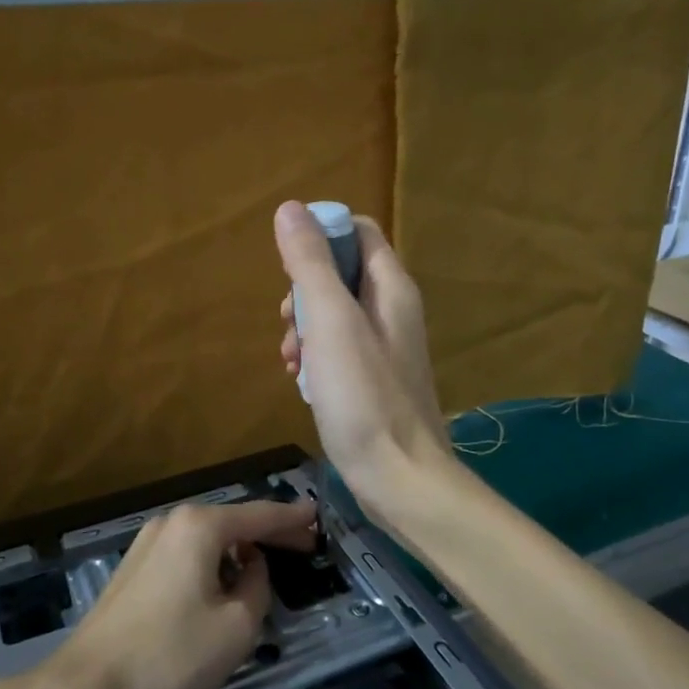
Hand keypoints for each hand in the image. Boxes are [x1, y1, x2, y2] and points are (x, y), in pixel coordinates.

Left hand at [42, 497, 315, 688]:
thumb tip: (252, 568)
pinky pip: (187, 556)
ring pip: (208, 540)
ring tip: (268, 567)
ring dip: (240, 550)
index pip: (260, 514)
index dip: (293, 518)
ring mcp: (147, 544)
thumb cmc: (170, 656)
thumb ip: (258, 586)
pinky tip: (224, 585)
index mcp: (200, 526)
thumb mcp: (237, 627)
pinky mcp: (133, 570)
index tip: (319, 517)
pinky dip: (214, 563)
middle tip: (304, 545)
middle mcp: (172, 522)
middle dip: (269, 533)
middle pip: (233, 522)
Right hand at [275, 201, 451, 511]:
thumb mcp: (331, 323)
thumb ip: (310, 265)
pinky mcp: (373, 381)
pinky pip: (337, 350)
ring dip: (303, 328)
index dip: (321, 236)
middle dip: (303, 291)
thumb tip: (291, 209)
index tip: (290, 266)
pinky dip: (315, 358)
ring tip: (290, 361)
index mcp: (391, 288)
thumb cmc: (365, 398)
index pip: (359, 232)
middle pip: (340, 274)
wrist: (400, 480)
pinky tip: (301, 384)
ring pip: (334, 315)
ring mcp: (384, 348)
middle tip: (288, 324)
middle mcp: (392, 311)